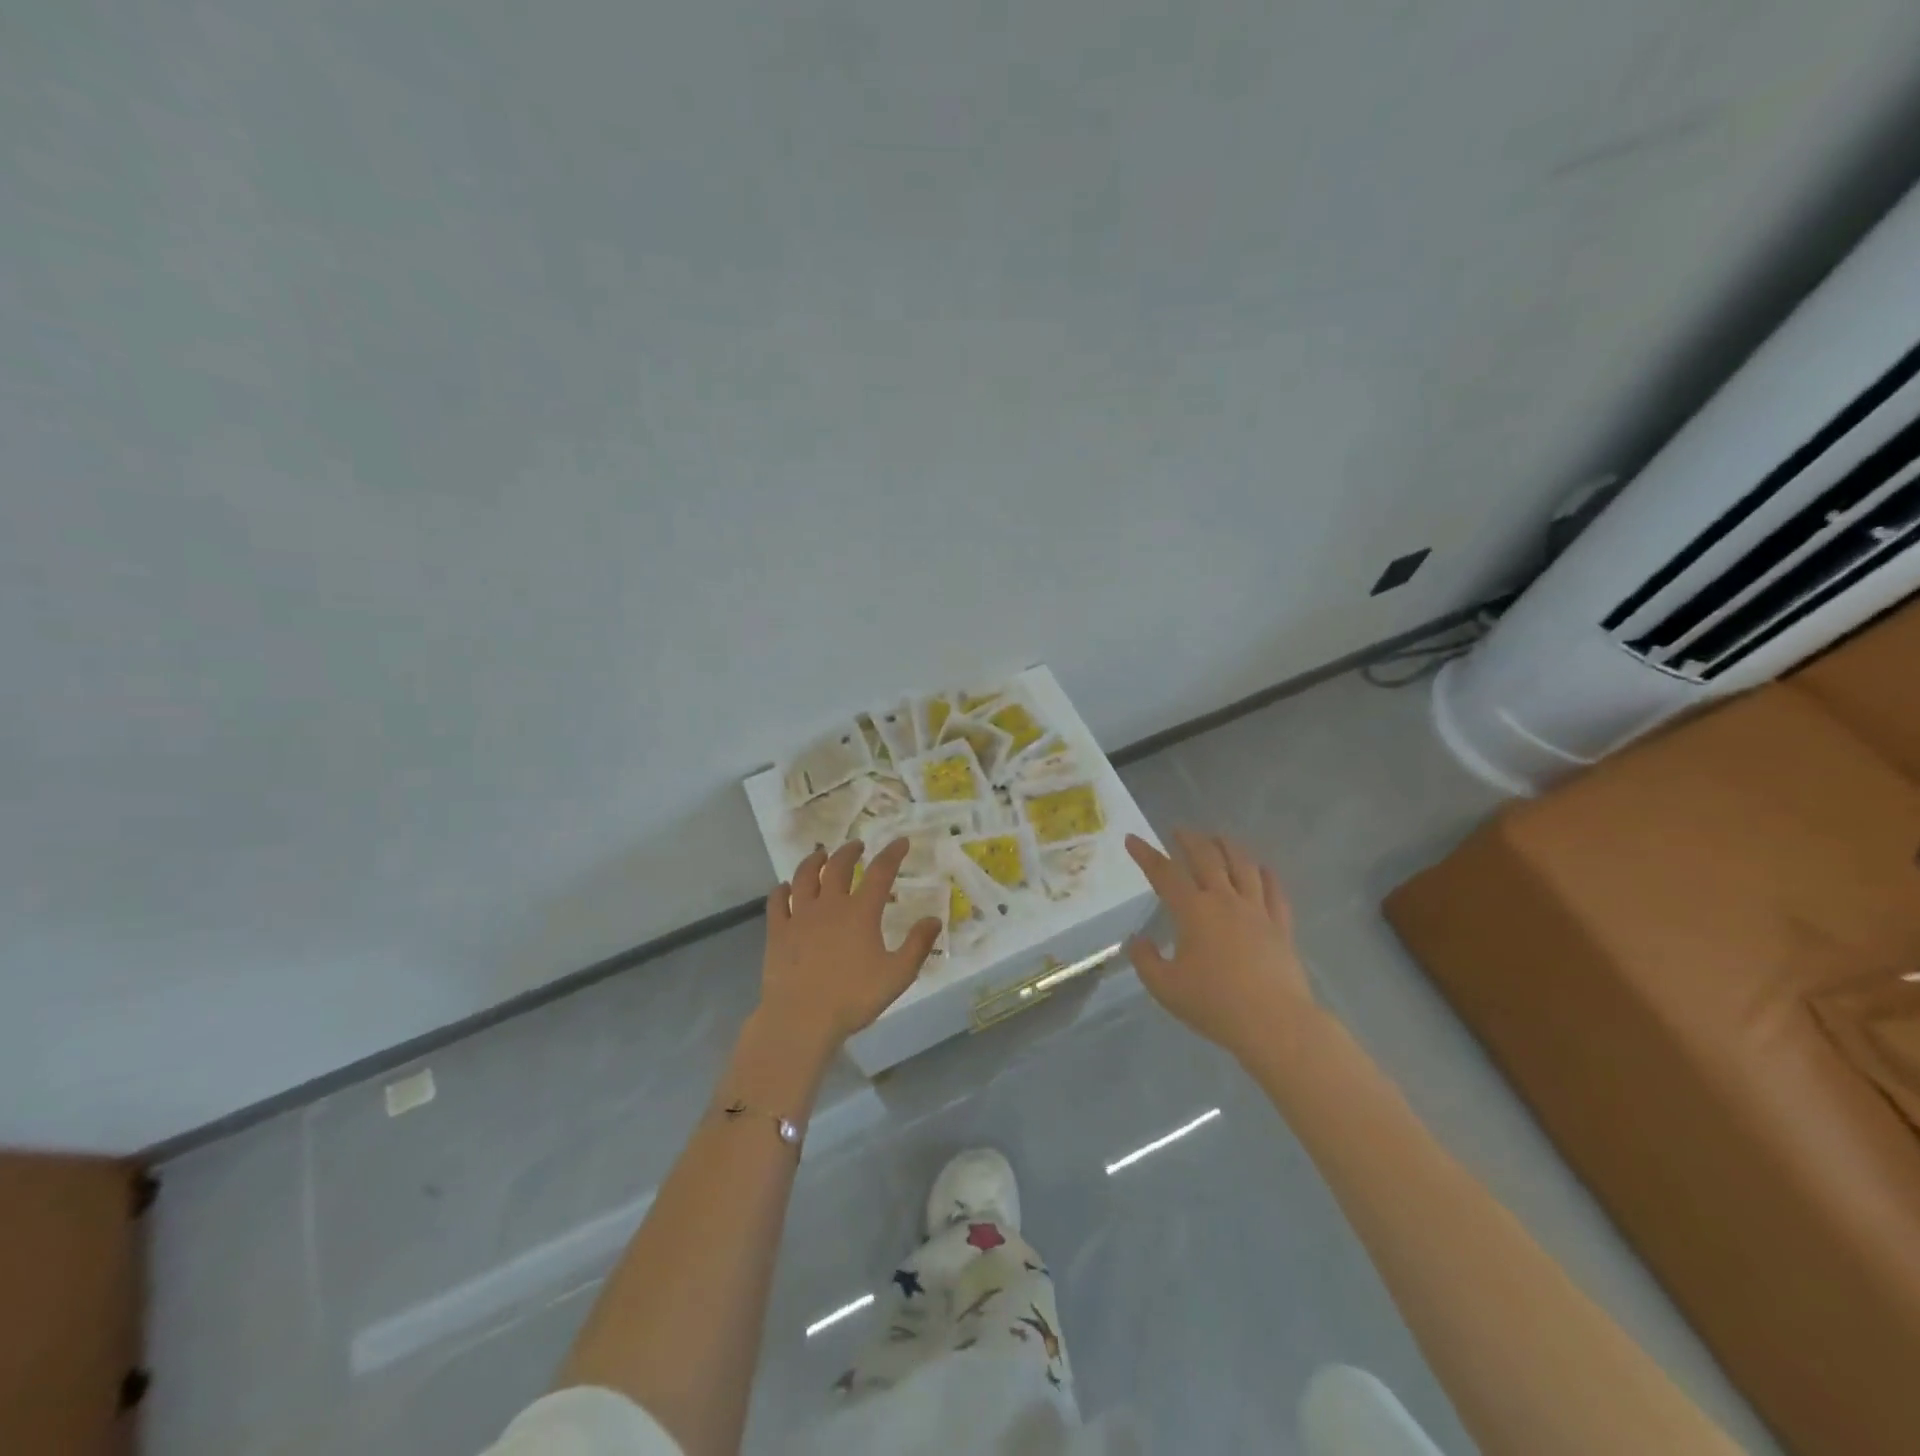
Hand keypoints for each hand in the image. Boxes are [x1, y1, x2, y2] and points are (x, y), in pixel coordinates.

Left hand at [755, 837, 942, 1058]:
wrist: (801, 1019)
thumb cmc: (853, 998)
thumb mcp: (897, 975)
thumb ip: (917, 945)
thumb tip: (934, 919)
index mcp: (860, 912)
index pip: (880, 872)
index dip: (892, 854)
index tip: (901, 841)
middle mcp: (829, 905)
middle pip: (838, 866)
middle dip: (850, 851)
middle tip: (857, 845)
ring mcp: (799, 916)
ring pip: (804, 876)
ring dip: (814, 861)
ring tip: (820, 854)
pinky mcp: (777, 931)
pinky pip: (776, 901)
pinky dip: (781, 889)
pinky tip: (784, 887)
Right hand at [1125, 830, 1317, 1059]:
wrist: (1274, 1023)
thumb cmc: (1214, 1004)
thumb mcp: (1165, 987)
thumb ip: (1146, 960)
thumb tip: (1138, 941)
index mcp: (1193, 911)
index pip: (1164, 873)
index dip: (1146, 854)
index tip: (1132, 839)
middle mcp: (1225, 900)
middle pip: (1207, 858)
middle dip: (1190, 840)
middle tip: (1179, 830)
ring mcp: (1257, 911)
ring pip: (1243, 866)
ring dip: (1228, 846)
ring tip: (1219, 837)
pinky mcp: (1281, 926)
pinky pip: (1274, 891)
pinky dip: (1266, 874)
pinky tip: (1262, 868)